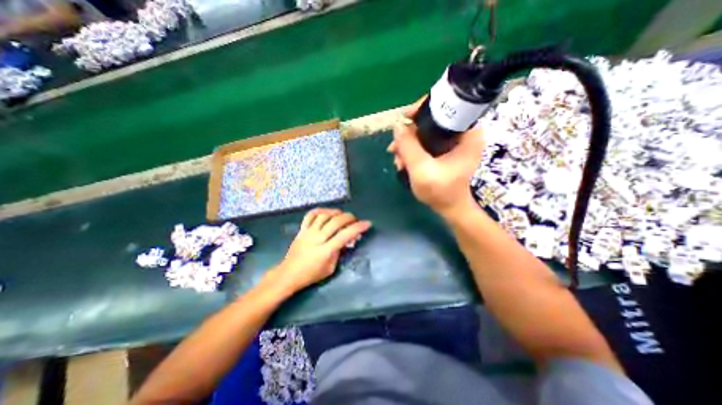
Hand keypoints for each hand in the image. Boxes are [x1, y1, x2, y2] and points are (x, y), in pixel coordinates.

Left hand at [269, 209, 371, 294]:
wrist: (289, 274)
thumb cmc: (311, 275)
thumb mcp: (330, 268)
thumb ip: (339, 253)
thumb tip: (346, 241)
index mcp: (326, 250)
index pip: (345, 235)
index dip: (358, 228)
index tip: (367, 223)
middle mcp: (317, 238)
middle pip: (336, 221)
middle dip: (349, 217)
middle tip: (355, 219)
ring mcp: (308, 232)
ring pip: (324, 215)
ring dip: (336, 212)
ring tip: (342, 214)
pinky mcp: (301, 230)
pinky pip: (310, 215)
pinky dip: (319, 210)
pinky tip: (326, 211)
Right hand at [389, 97, 483, 218]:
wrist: (449, 208)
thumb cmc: (441, 191)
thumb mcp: (422, 169)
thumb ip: (409, 146)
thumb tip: (397, 125)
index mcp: (468, 133)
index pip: (447, 106)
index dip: (423, 108)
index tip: (405, 117)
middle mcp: (463, 133)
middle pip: (432, 120)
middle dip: (410, 134)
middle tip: (395, 148)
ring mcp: (453, 142)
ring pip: (426, 132)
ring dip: (408, 144)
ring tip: (398, 161)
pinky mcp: (445, 150)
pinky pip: (426, 142)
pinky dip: (413, 150)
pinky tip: (403, 162)